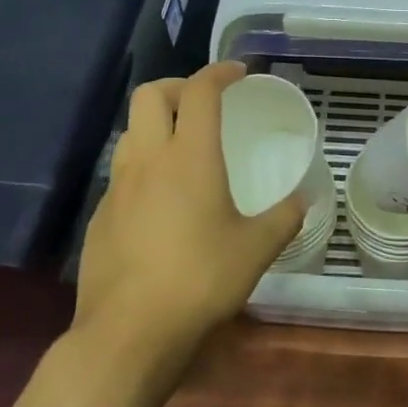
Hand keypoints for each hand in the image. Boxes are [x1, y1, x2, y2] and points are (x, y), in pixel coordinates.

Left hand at [71, 62, 303, 361]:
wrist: (127, 334)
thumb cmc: (199, 280)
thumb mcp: (257, 249)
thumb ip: (285, 216)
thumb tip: (307, 197)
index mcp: (189, 156)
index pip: (200, 91)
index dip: (220, 73)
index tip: (240, 74)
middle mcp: (148, 160)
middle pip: (150, 95)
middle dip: (178, 86)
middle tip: (204, 103)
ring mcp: (117, 188)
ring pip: (131, 132)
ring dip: (157, 124)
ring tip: (183, 148)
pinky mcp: (100, 217)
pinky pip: (122, 173)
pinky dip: (144, 166)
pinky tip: (162, 201)